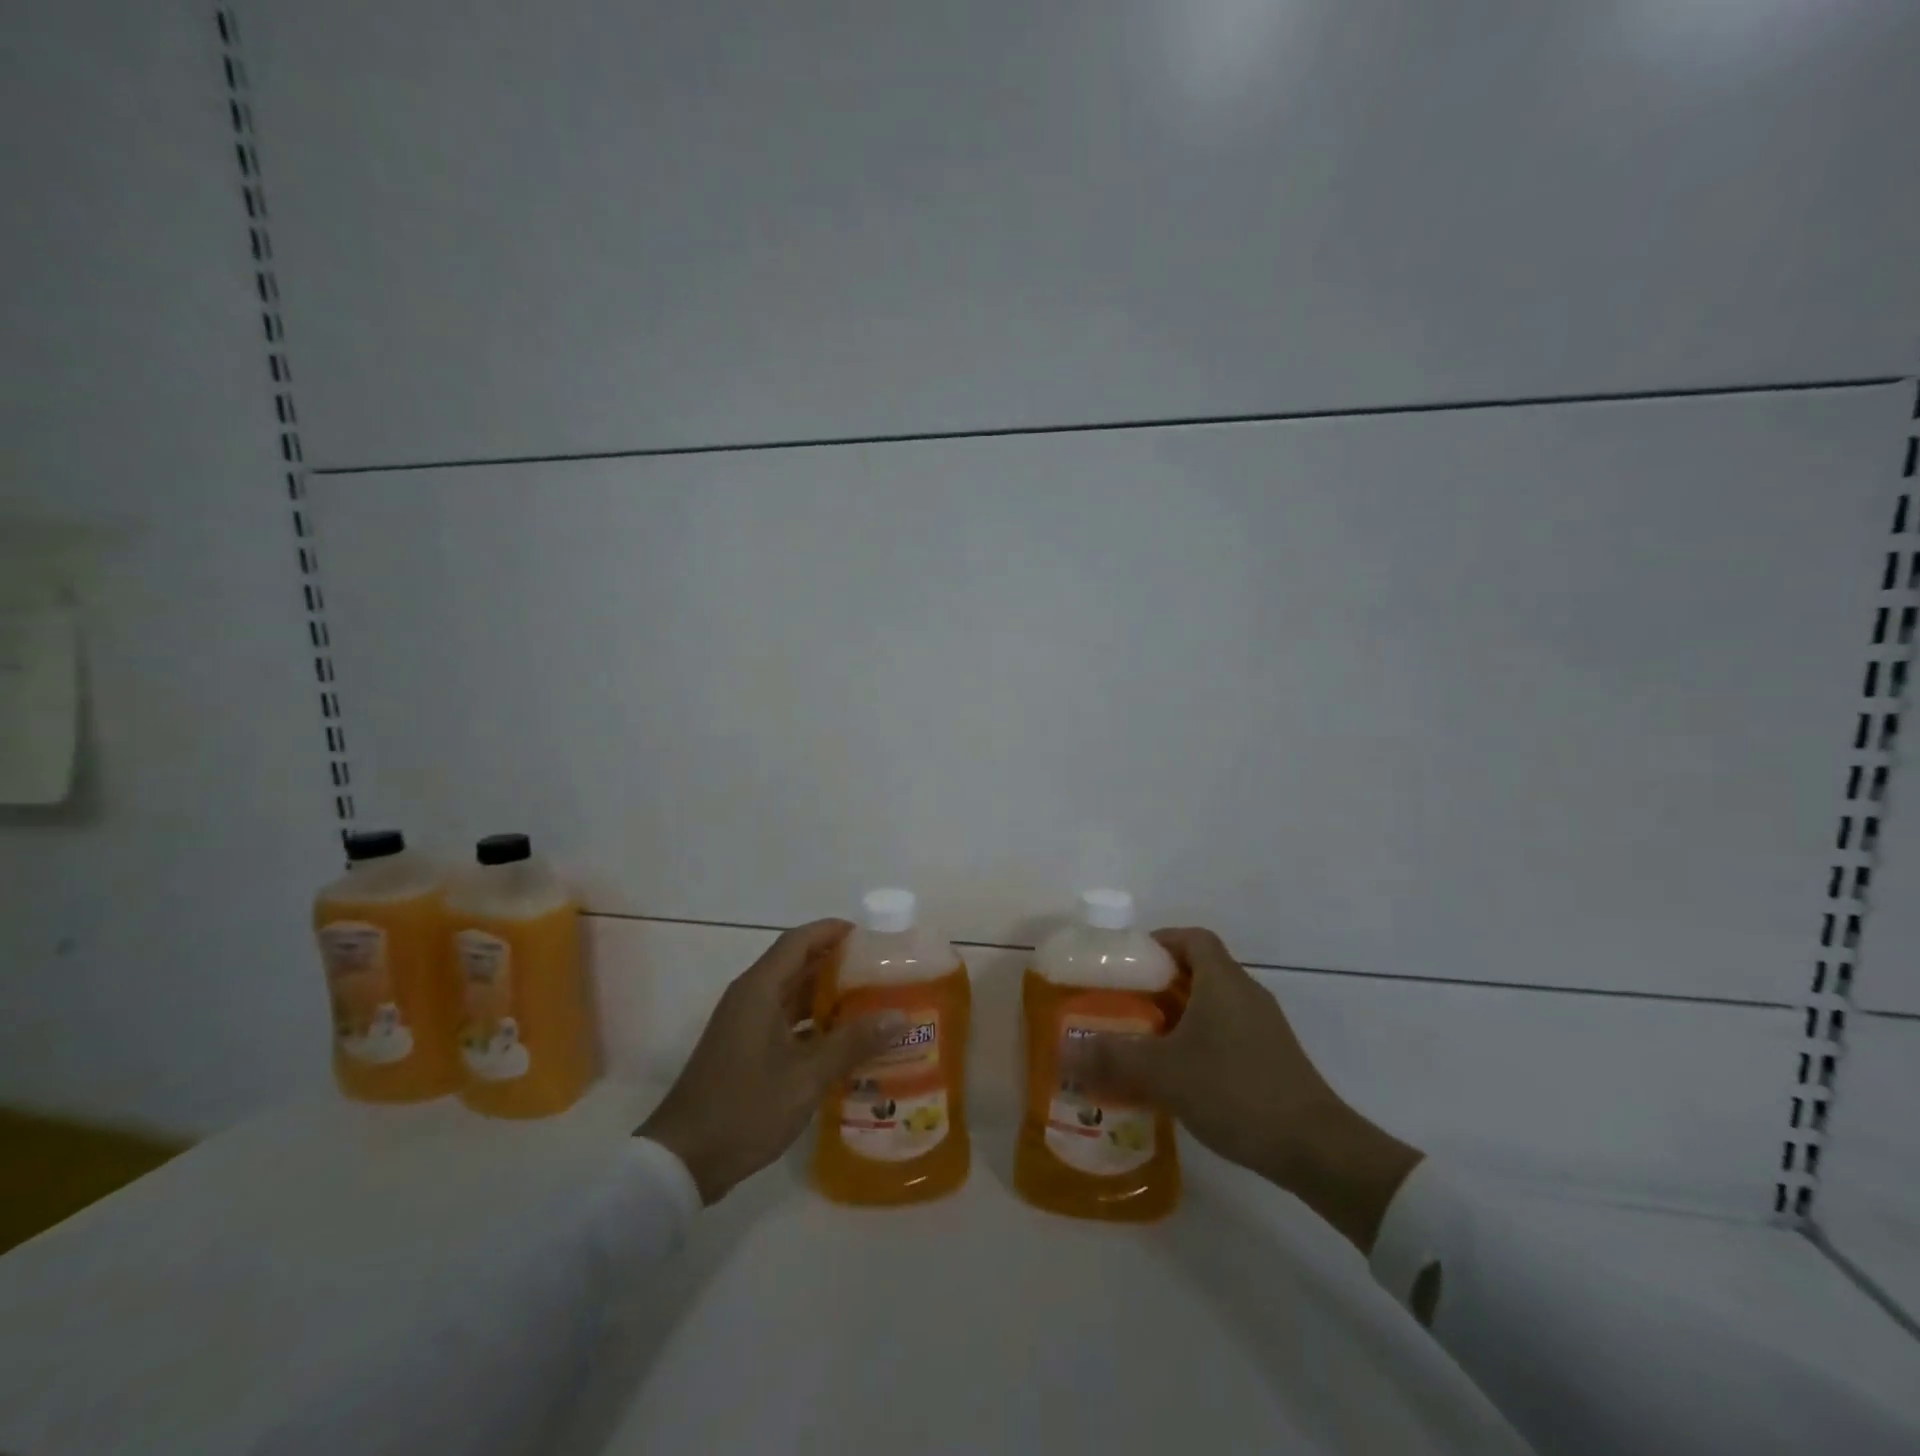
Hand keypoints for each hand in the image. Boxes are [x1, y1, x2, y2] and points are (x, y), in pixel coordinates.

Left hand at [637, 919, 903, 1204]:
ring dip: (828, 995)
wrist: (682, 1160)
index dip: (834, 931)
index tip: (871, 937)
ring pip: (792, 994)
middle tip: (882, 972)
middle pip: (797, 964)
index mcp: (759, 990)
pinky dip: (814, 1022)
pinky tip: (845, 1041)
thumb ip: (853, 1043)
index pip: (799, 941)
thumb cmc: (744, 1108)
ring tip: (872, 1002)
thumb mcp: (806, 1077)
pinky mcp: (745, 1049)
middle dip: (838, 963)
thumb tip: (900, 1016)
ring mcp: (745, 1024)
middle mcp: (750, 997)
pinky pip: (785, 1020)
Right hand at [1081, 926, 1423, 1253]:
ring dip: (1178, 1014)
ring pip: (1213, 1004)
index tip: (1129, 960)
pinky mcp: (1272, 1059)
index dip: (1160, 940)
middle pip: (1200, 970)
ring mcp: (1264, 1028)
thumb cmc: (1235, 1091)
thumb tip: (1067, 1050)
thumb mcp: (1164, 1074)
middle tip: (1124, 1002)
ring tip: (1142, 1038)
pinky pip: (1226, 1033)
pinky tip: (1178, 1073)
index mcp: (1223, 982)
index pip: (1192, 938)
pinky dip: (1198, 1040)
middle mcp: (1246, 994)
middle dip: (1160, 982)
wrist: (1316, 1149)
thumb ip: (1113, 1058)